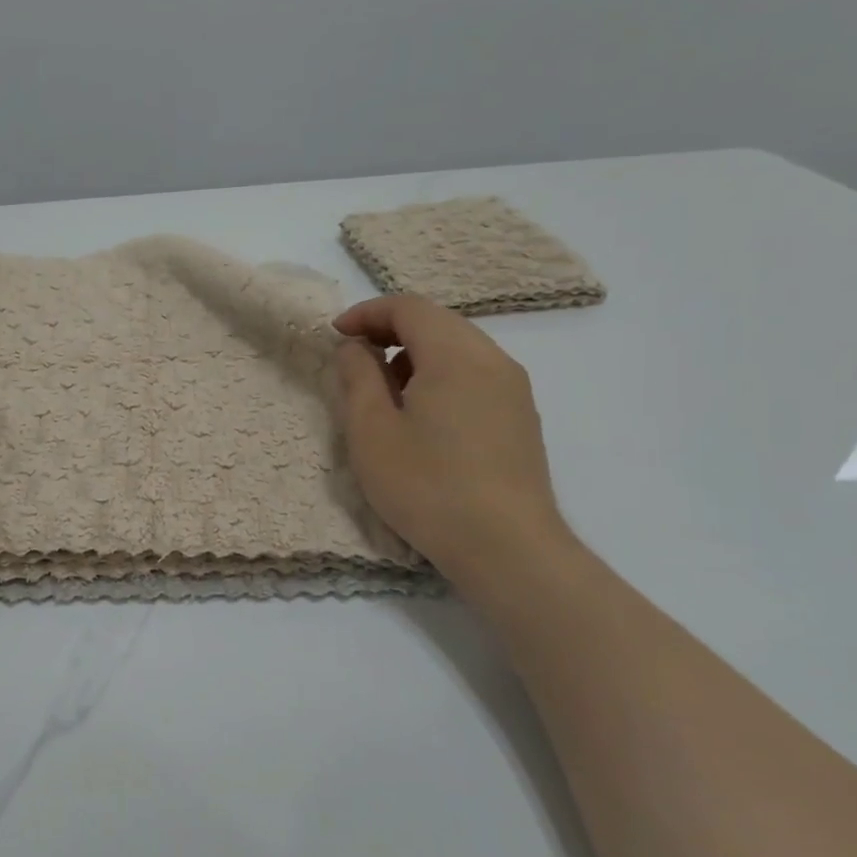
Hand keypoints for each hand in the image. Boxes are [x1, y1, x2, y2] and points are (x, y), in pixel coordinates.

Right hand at [332, 295, 565, 568]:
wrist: (507, 548)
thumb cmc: (427, 485)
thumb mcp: (371, 430)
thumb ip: (358, 377)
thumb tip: (355, 347)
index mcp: (455, 355)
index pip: (409, 308)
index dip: (366, 313)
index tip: (335, 336)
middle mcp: (492, 360)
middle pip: (437, 322)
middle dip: (390, 331)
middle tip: (354, 361)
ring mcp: (514, 389)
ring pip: (458, 348)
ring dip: (415, 354)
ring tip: (385, 392)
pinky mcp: (521, 417)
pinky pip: (475, 374)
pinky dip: (440, 375)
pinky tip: (422, 416)